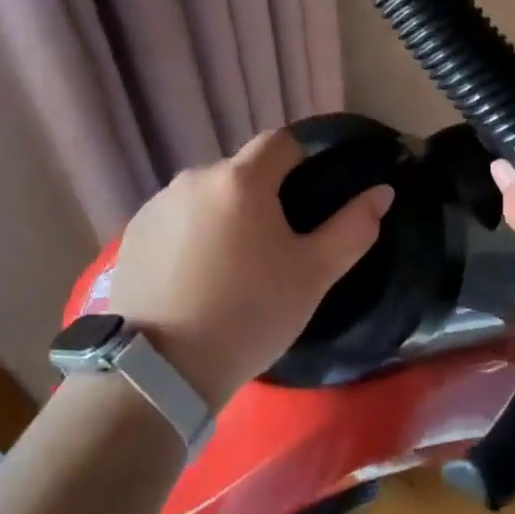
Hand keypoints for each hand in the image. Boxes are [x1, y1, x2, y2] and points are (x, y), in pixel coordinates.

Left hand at [103, 130, 392, 408]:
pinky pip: (175, 219)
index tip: (306, 202)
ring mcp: (158, 204)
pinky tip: (192, 278)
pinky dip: (189, 235)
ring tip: (229, 268)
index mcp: (241, 178)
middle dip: (261, 197)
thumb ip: (353, 227)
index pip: (280, 142)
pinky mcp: (132, 233)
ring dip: (223, 215)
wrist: (159, 371)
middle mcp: (195, 176)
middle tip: (271, 248)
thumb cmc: (248, 314)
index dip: (301, 162)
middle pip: (241, 171)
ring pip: (207, 196)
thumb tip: (382, 191)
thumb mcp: (312, 275)